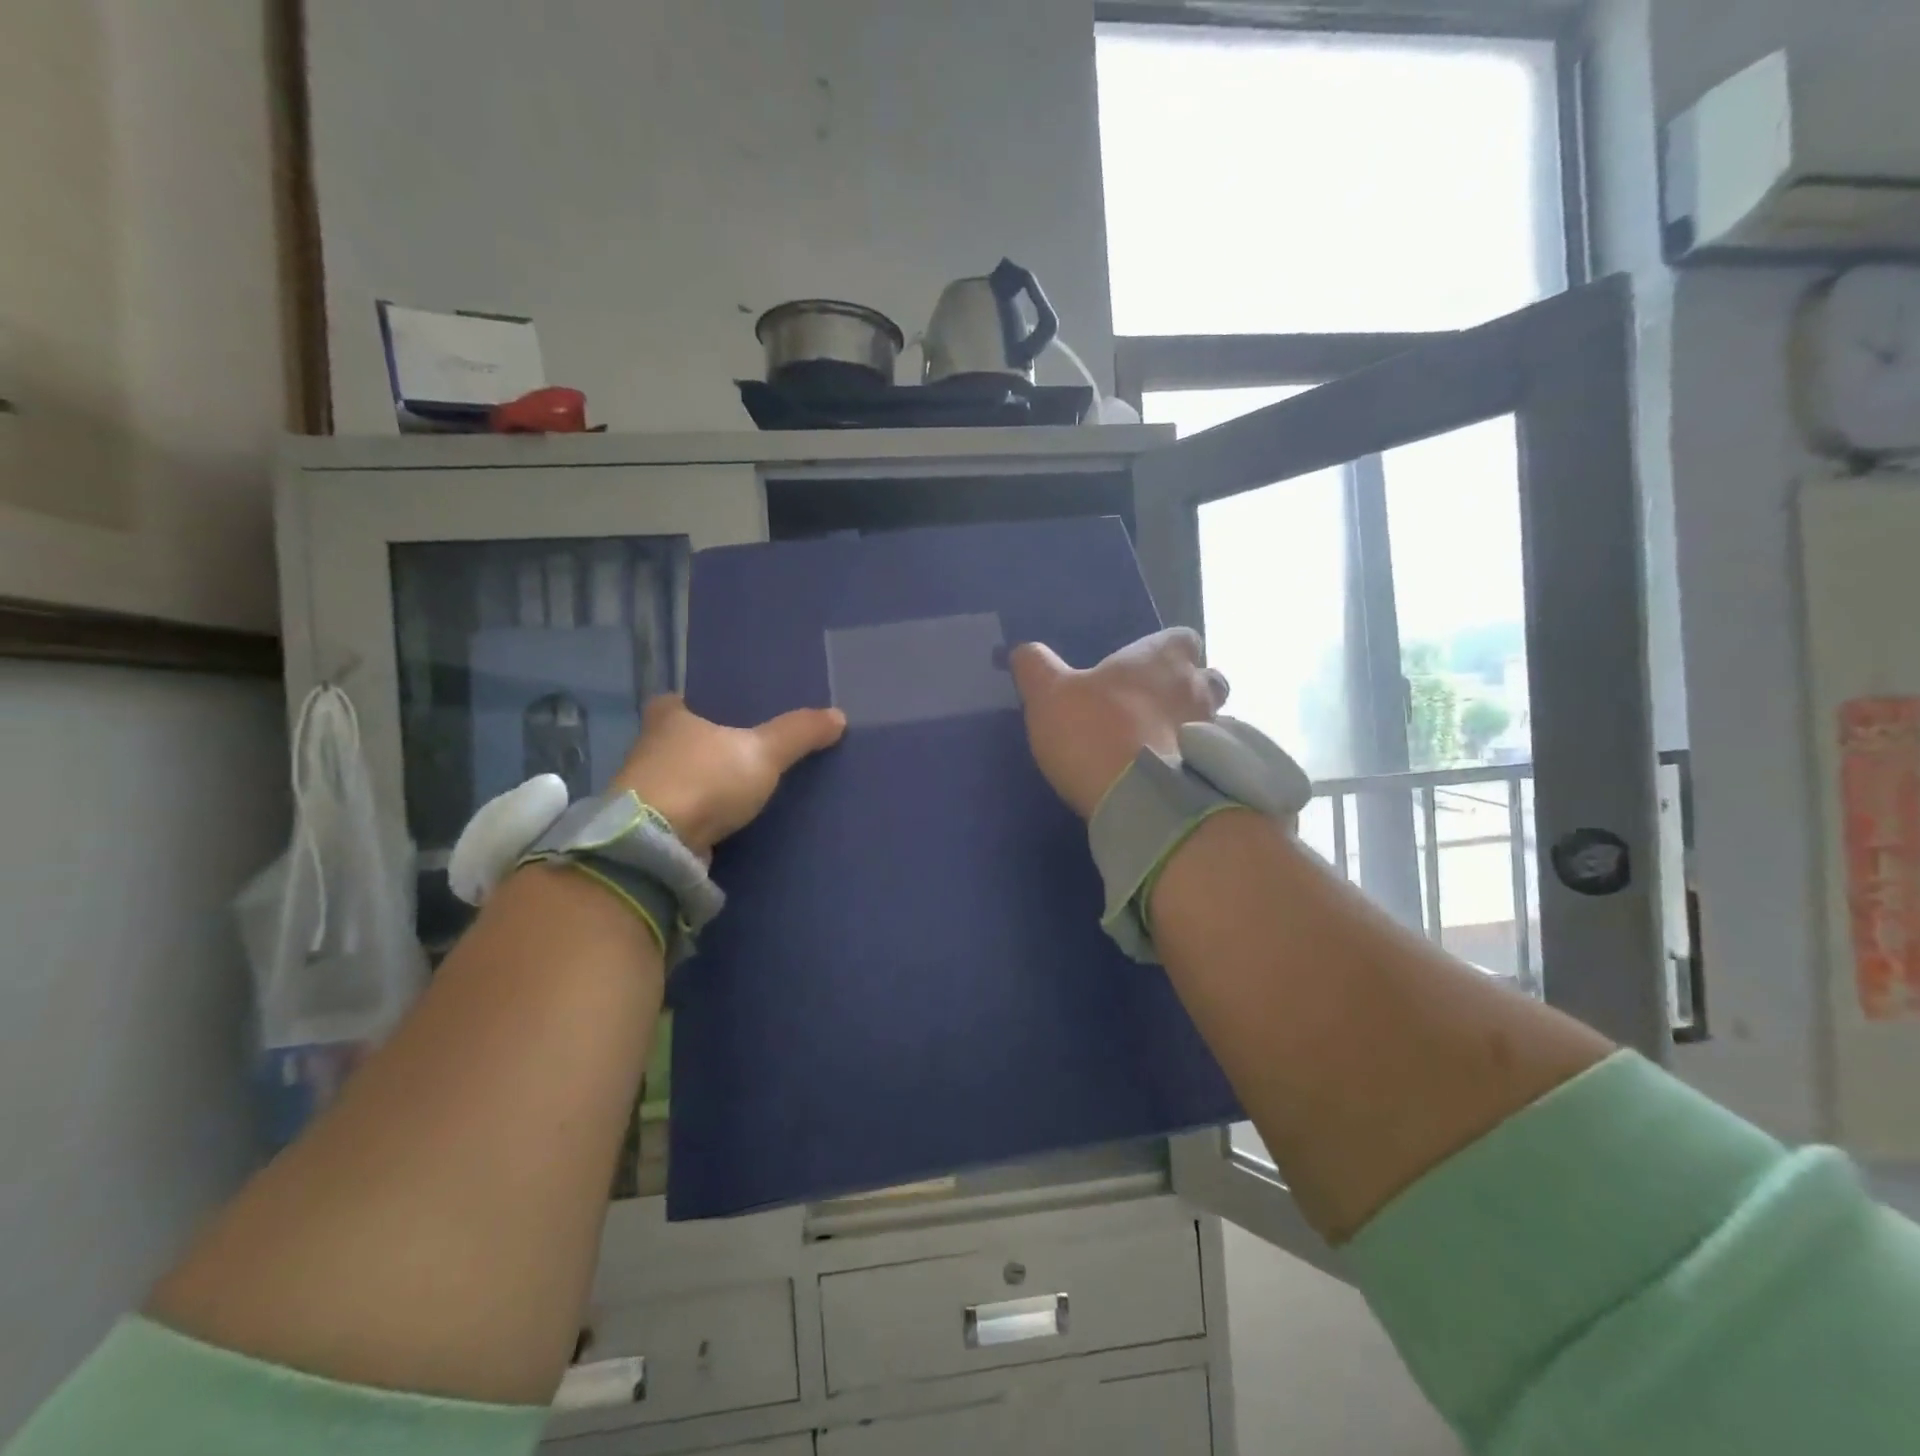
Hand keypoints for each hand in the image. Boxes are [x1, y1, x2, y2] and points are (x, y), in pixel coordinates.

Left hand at [611, 695, 846, 855]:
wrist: (656, 846)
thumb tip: (839, 715)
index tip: (725, 712)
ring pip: (680, 778)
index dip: (700, 704)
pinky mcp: (649, 828)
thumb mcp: (763, 751)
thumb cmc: (704, 779)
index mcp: (668, 717)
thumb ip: (799, 733)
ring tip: (742, 786)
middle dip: (706, 745)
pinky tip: (727, 820)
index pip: (680, 700)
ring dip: (703, 783)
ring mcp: (644, 791)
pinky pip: (682, 812)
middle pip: (680, 739)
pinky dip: (701, 814)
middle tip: (744, 748)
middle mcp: (649, 748)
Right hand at [1008, 628, 1229, 818]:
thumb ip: (1036, 666)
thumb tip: (1022, 650)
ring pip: (1214, 719)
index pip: (1183, 638)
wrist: (1137, 797)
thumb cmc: (1094, 730)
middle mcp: (1197, 686)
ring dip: (1192, 726)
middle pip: (1208, 679)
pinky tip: (1168, 775)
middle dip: (1188, 689)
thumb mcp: (1048, 693)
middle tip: (1154, 708)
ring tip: (1161, 745)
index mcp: (1163, 658)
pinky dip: (1194, 761)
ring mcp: (1212, 730)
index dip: (1166, 651)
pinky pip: (1209, 758)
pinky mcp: (1214, 771)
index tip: (1144, 668)